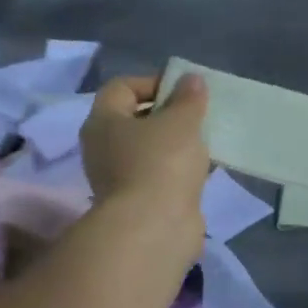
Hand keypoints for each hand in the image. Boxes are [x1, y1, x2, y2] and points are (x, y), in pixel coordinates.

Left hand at [79, 74, 209, 213]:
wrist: (155, 228)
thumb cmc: (162, 163)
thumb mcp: (181, 122)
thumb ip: (188, 98)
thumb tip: (191, 80)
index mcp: (103, 121)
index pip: (122, 87)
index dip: (153, 82)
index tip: (184, 91)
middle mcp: (103, 147)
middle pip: (135, 118)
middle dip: (167, 114)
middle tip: (197, 115)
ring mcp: (118, 177)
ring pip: (148, 149)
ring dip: (174, 143)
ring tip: (203, 142)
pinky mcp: (137, 201)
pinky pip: (158, 174)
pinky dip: (177, 169)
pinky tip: (201, 170)